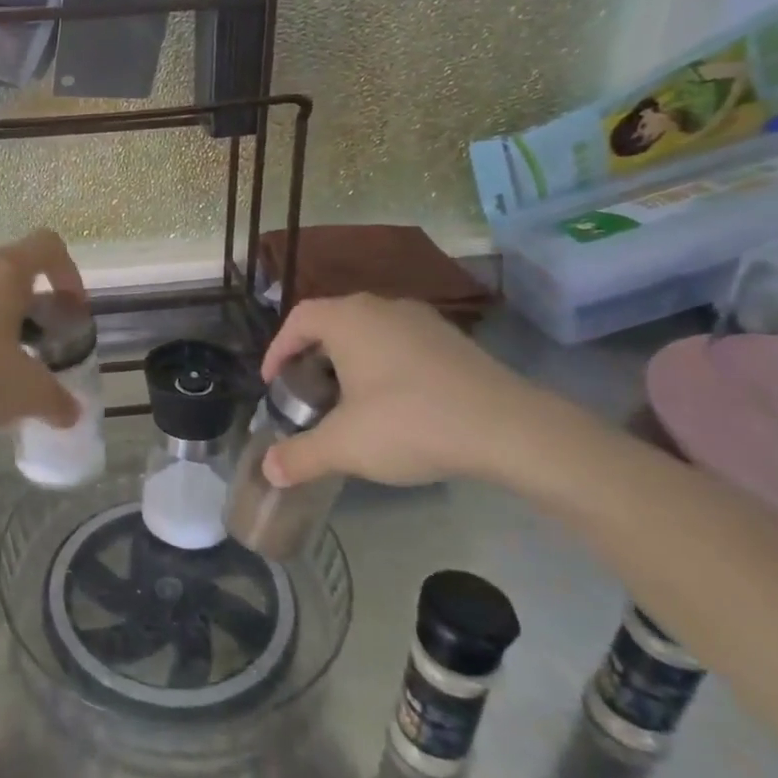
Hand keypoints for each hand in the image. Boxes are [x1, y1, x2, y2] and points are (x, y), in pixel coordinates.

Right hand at [259, 294, 554, 487]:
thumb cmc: (410, 422)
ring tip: (347, 400)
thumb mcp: (345, 445)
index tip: (273, 382)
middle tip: (307, 392)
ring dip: (350, 360)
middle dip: (312, 356)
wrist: (508, 428)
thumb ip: (300, 456)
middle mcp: (382, 307)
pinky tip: (394, 404)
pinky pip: (401, 343)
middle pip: (333, 322)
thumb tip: (268, 470)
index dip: (278, 349)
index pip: (298, 318)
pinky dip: (384, 365)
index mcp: (349, 319)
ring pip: (370, 332)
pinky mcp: (453, 340)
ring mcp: (422, 320)